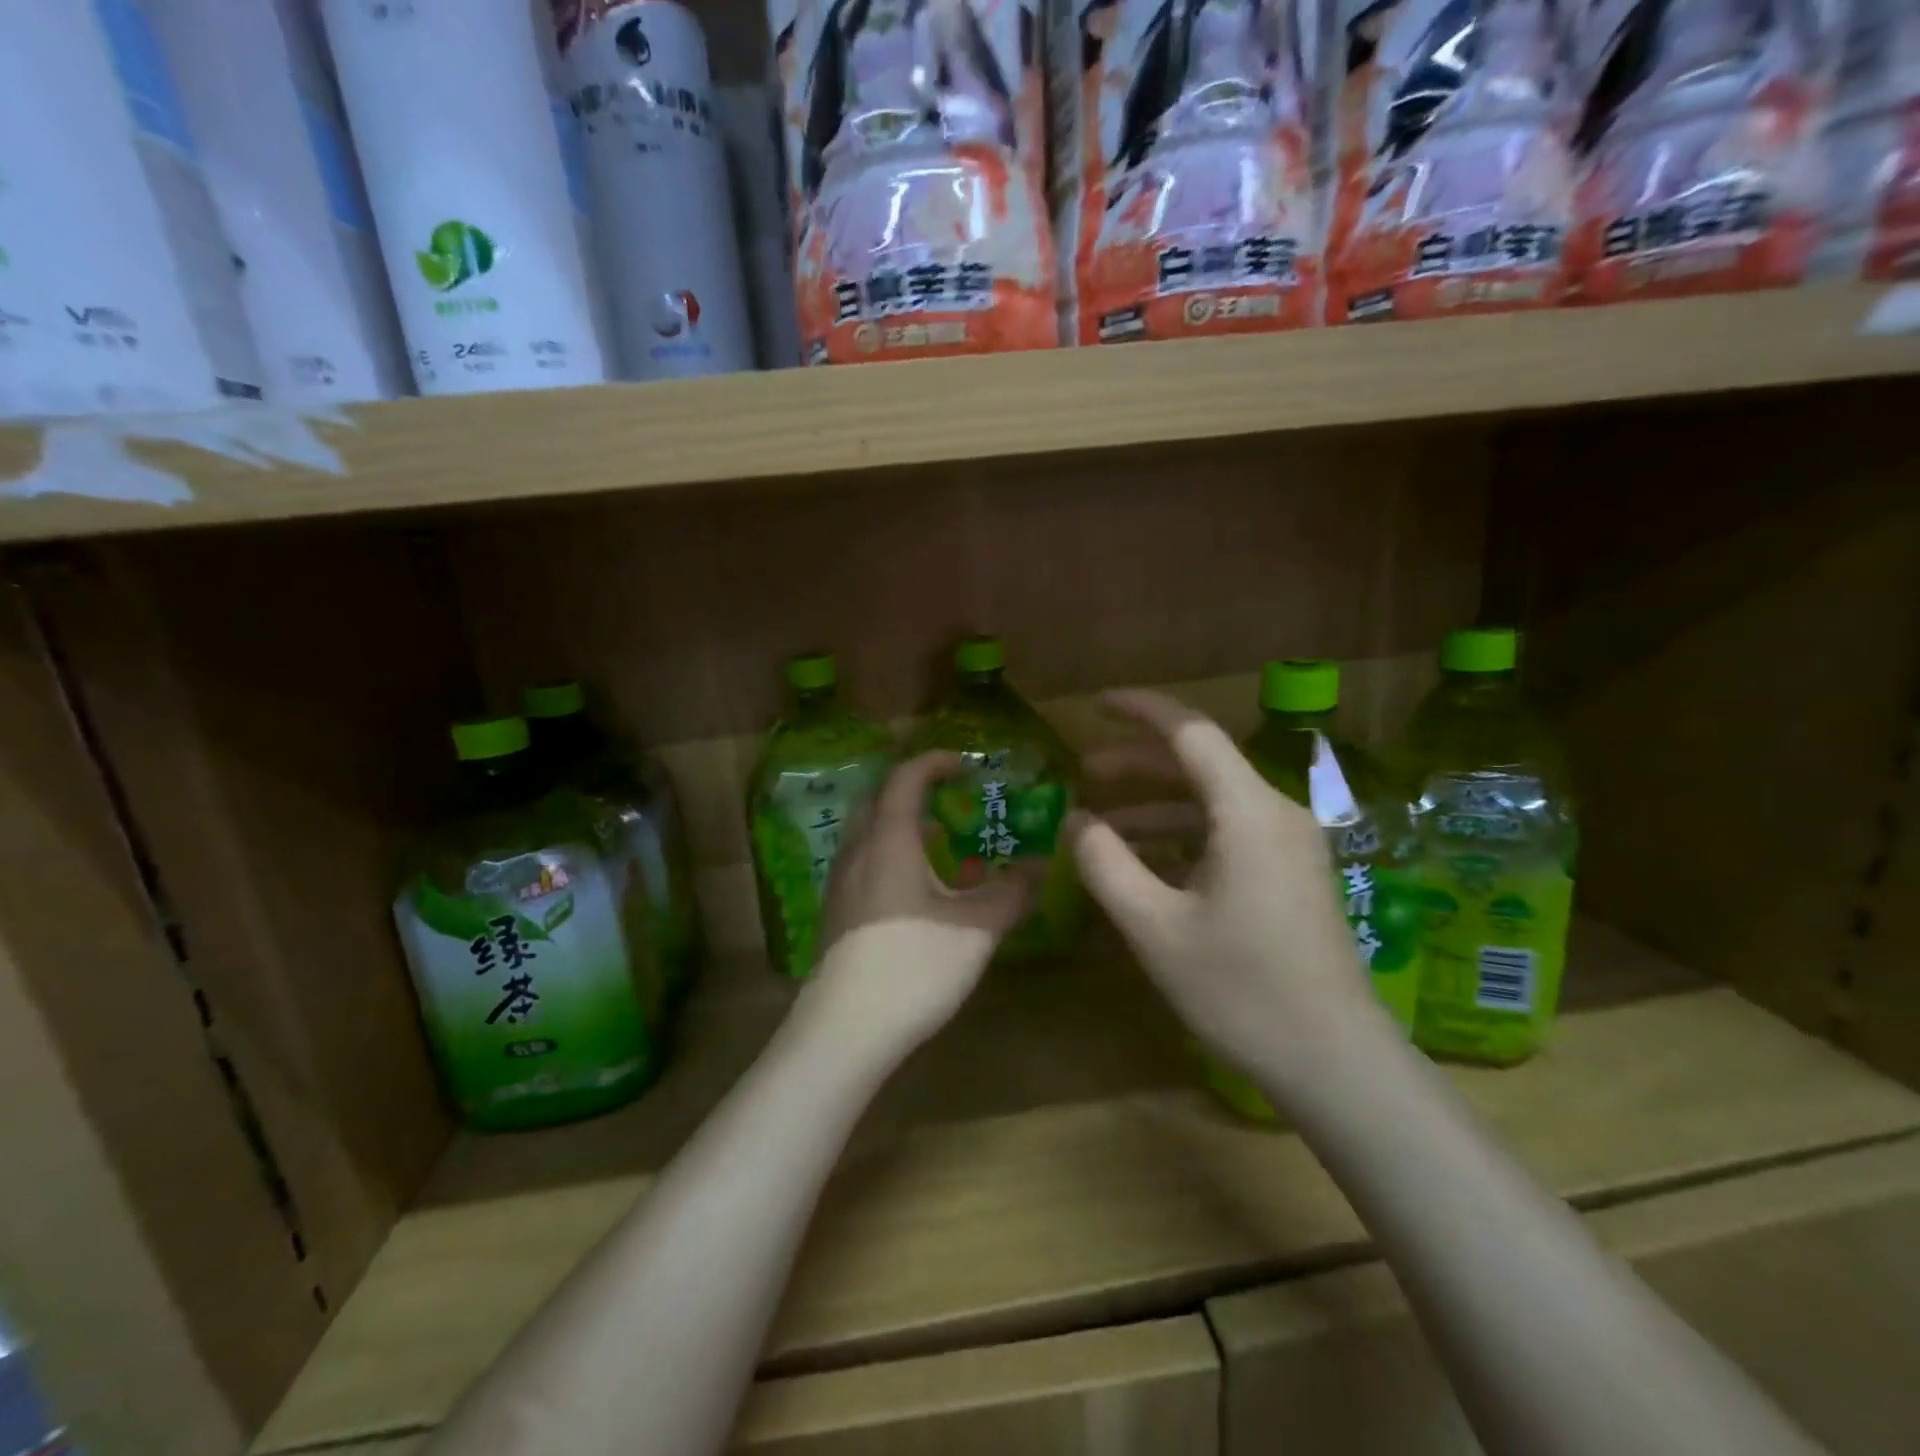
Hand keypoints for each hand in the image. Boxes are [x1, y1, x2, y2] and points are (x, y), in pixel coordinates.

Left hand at [803, 752, 1034, 1065]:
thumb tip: (1039, 866)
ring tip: (943, 846)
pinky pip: (864, 863)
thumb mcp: (976, 928)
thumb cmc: (914, 965)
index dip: (936, 763)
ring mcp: (840, 883)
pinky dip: (893, 856)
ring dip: (904, 827)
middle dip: (915, 790)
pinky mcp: (835, 913)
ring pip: (869, 834)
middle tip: (951, 800)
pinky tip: (920, 893)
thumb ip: (1011, 892)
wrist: (845, 1030)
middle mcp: (857, 851)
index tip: (967, 766)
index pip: (906, 778)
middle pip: (879, 799)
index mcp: (888, 840)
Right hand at [1069, 690, 1381, 1086]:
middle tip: (1083, 772)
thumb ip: (1106, 864)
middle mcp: (1275, 815)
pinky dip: (1181, 839)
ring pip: (1211, 804)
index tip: (1096, 704)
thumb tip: (1075, 820)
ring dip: (1155, 807)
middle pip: (1200, 765)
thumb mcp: (1154, 928)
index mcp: (1248, 812)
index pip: (1191, 732)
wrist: (1336, 1064)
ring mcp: (1288, 847)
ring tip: (1100, 823)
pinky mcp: (1290, 877)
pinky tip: (1143, 864)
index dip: (1141, 710)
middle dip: (1138, 764)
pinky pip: (1227, 837)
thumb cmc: (1241, 990)